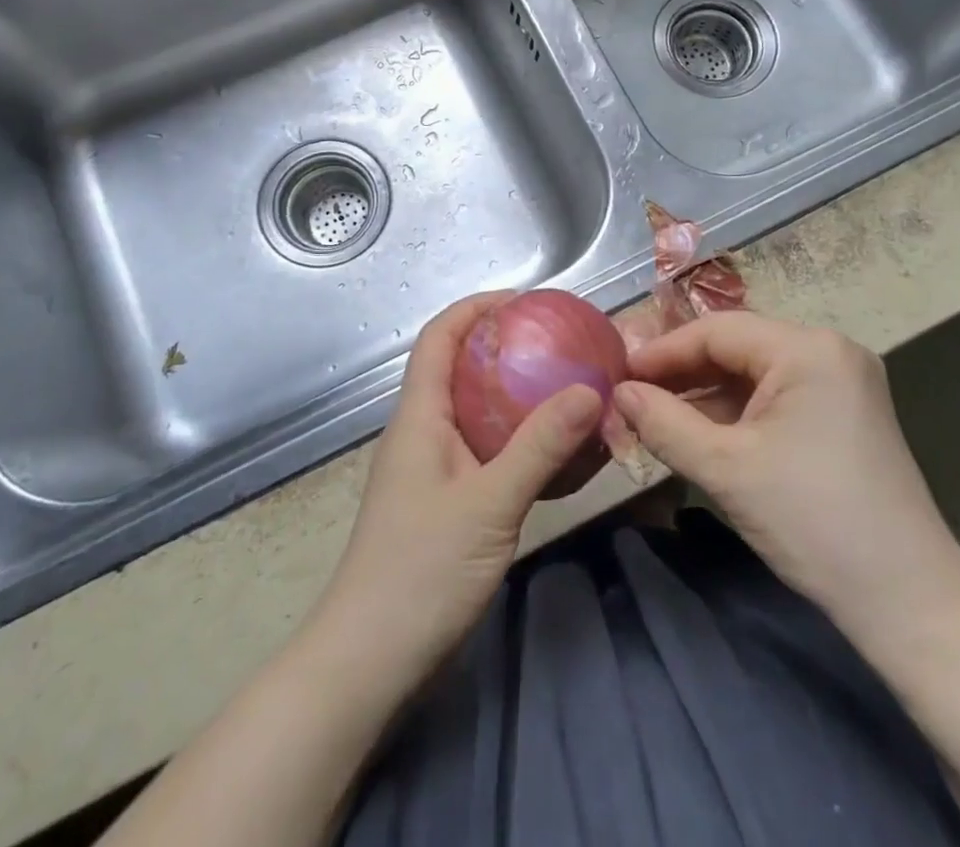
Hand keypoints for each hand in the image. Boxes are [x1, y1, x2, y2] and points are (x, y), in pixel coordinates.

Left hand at [310, 292, 603, 688]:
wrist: (369, 660)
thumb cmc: (421, 571)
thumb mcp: (490, 504)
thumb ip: (540, 446)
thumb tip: (590, 390)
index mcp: (419, 416)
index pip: (439, 337)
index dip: (476, 307)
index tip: (525, 300)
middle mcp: (421, 431)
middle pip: (459, 367)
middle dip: (504, 347)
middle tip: (559, 343)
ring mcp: (431, 469)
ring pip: (474, 410)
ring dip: (514, 394)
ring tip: (565, 388)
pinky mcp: (444, 501)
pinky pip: (484, 450)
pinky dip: (517, 439)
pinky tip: (554, 453)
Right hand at [614, 312, 959, 651]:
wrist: (910, 605)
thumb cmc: (813, 523)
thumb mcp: (725, 470)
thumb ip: (663, 423)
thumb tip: (618, 393)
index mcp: (808, 349)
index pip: (717, 331)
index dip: (663, 352)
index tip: (618, 375)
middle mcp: (829, 351)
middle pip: (737, 348)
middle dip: (683, 374)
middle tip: (633, 397)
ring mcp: (843, 383)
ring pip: (755, 374)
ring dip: (706, 396)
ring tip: (657, 417)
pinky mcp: (845, 415)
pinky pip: (777, 398)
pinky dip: (737, 413)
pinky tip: (702, 434)